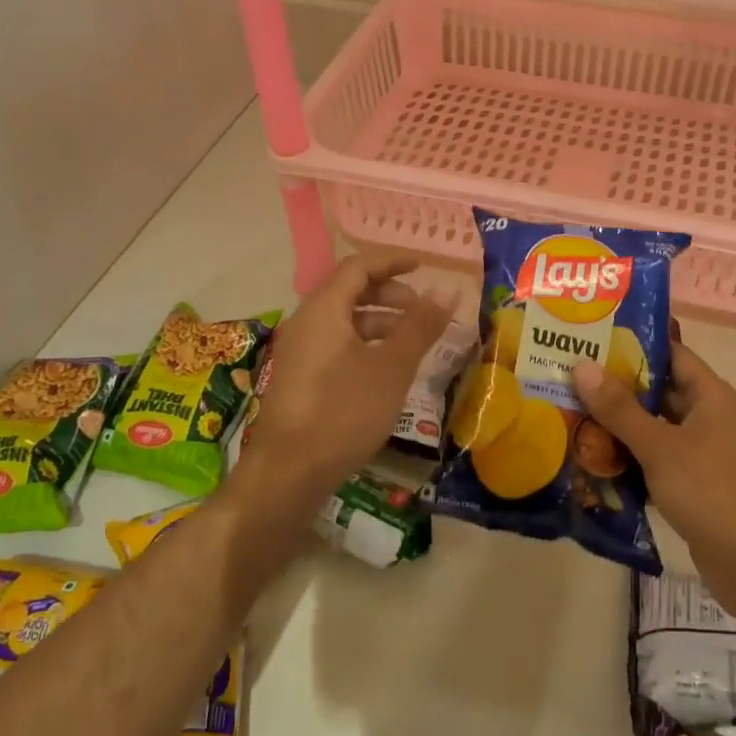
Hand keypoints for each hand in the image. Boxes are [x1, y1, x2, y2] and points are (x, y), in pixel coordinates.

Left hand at [233, 255, 454, 508]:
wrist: (288, 474)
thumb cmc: (344, 412)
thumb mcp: (392, 367)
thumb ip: (420, 326)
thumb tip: (447, 290)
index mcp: (323, 310)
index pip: (358, 267)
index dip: (392, 261)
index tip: (423, 266)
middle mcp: (306, 323)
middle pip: (349, 291)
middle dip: (389, 293)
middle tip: (420, 309)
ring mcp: (299, 352)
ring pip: (343, 320)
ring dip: (379, 321)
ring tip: (410, 342)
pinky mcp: (299, 379)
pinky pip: (335, 344)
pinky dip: (364, 343)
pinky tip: (385, 369)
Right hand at [573, 343, 735, 606]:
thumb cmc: (709, 492)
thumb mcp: (659, 446)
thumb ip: (619, 408)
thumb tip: (581, 365)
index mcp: (711, 395)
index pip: (671, 352)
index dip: (634, 343)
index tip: (592, 337)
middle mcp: (709, 415)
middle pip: (659, 388)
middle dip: (617, 384)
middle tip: (571, 375)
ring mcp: (702, 448)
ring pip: (654, 423)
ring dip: (620, 421)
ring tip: (573, 408)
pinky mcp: (693, 478)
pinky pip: (656, 453)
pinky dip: (630, 451)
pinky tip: (594, 453)